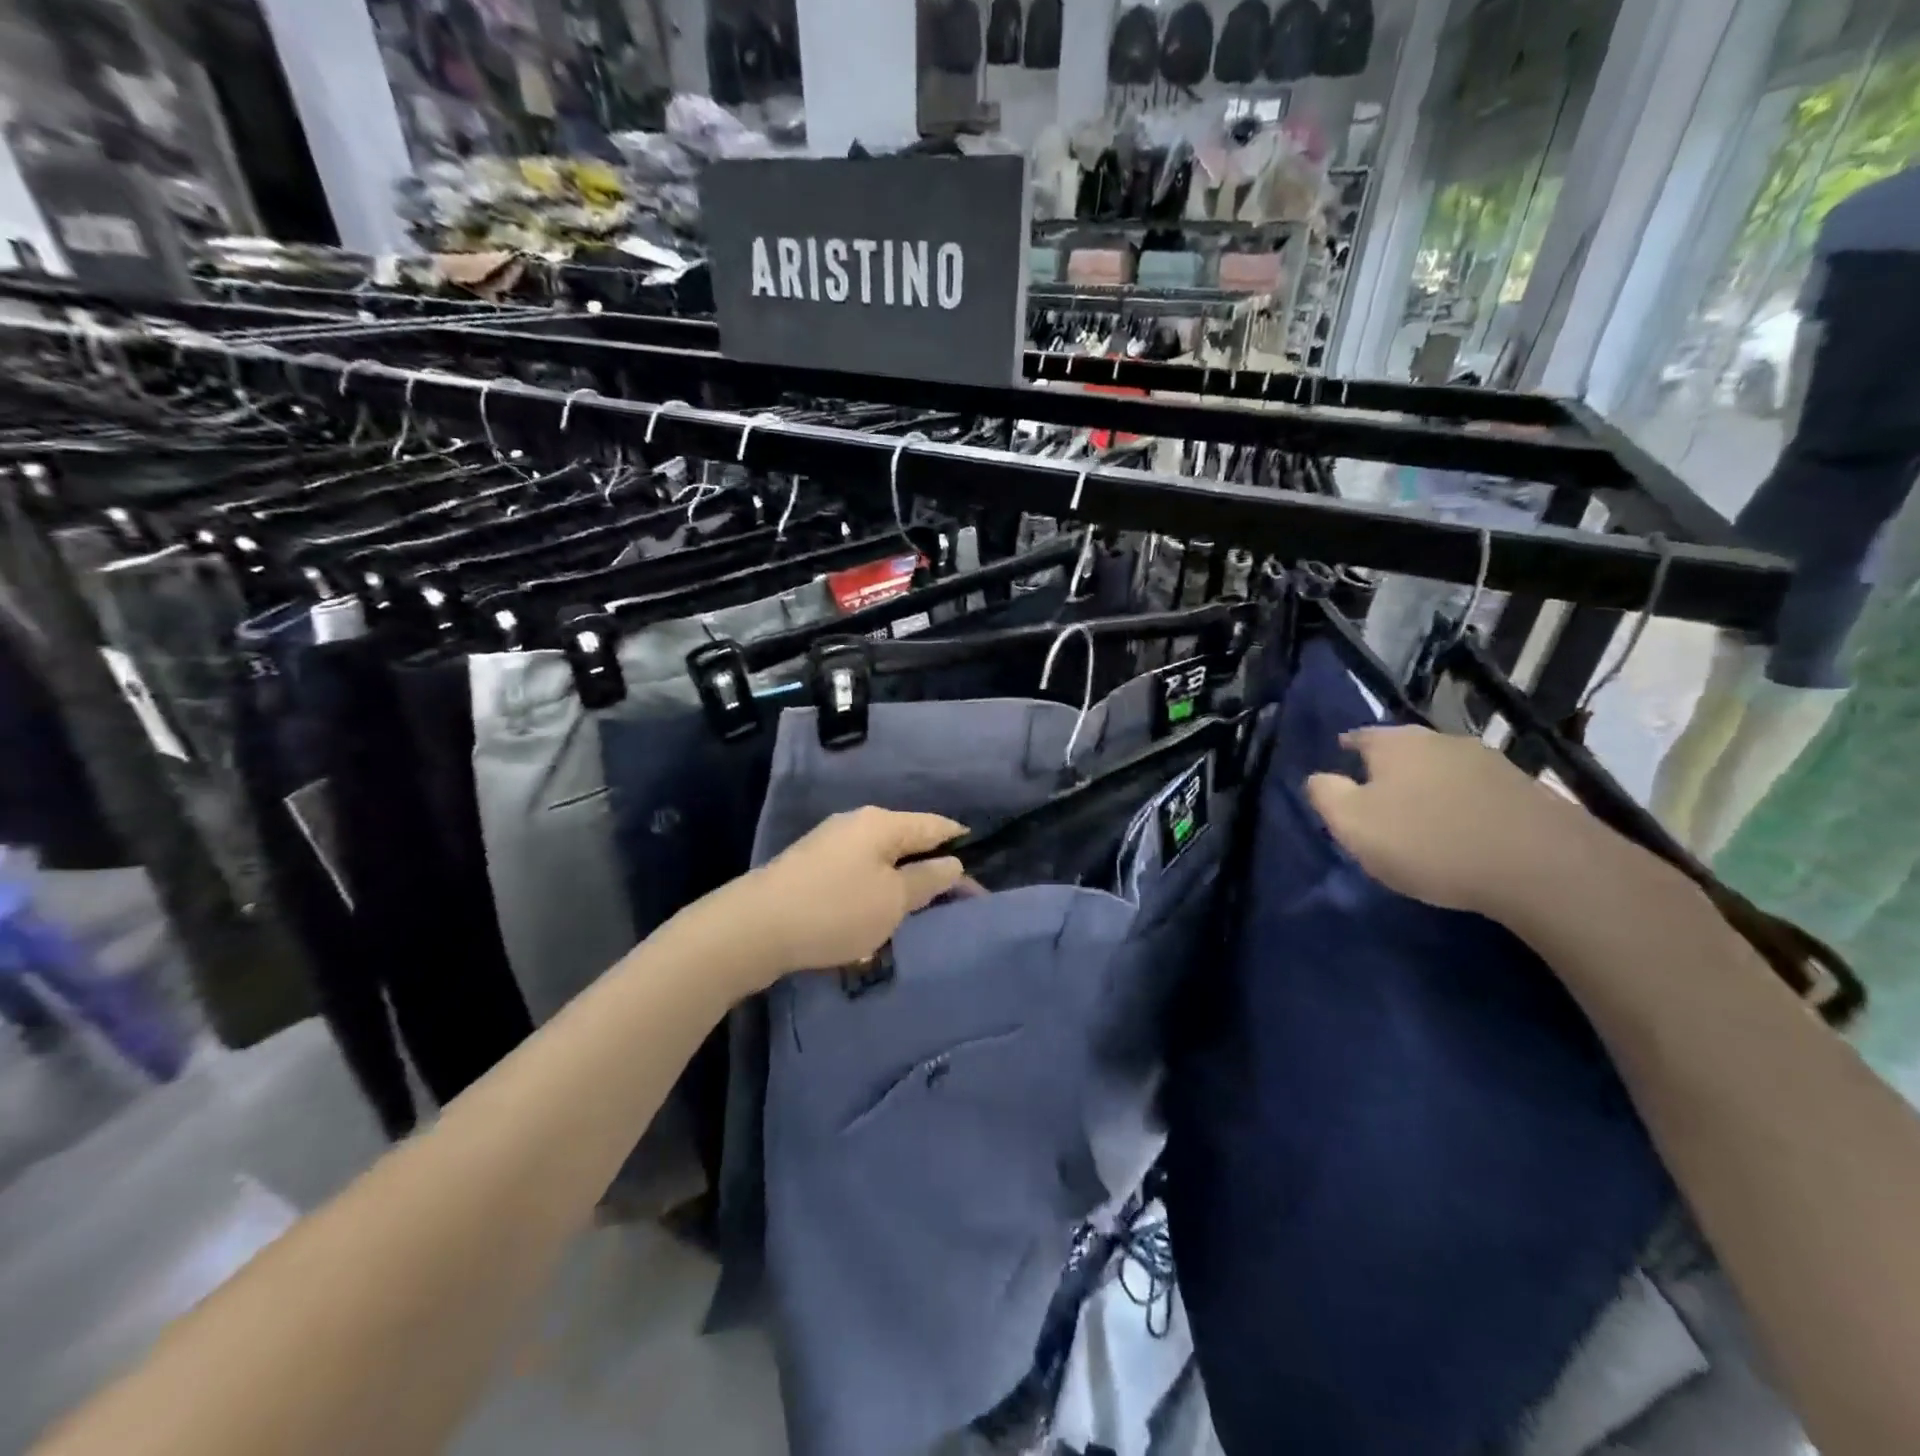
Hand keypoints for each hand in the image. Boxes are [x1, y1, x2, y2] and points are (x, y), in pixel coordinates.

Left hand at [726, 808, 967, 983]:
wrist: (753, 928)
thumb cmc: (835, 910)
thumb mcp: (892, 900)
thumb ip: (927, 880)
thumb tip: (952, 863)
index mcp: (882, 823)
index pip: (936, 825)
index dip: (962, 844)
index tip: (982, 871)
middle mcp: (856, 824)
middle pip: (906, 841)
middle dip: (930, 868)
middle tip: (954, 901)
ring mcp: (830, 845)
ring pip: (880, 861)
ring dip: (900, 885)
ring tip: (917, 914)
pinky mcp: (810, 869)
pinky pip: (857, 875)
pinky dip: (873, 893)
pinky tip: (875, 918)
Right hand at [1306, 726, 1598, 917]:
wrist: (1542, 866)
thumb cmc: (1428, 841)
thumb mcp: (1353, 824)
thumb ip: (1325, 795)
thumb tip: (1318, 777)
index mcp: (1395, 743)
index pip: (1359, 736)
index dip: (1346, 749)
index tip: (1339, 765)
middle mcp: (1441, 740)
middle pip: (1404, 750)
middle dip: (1389, 770)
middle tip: (1378, 798)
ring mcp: (1490, 762)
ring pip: (1444, 769)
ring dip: (1430, 787)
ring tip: (1422, 816)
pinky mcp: (1527, 790)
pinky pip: (1478, 792)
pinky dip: (1465, 805)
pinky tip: (1465, 830)